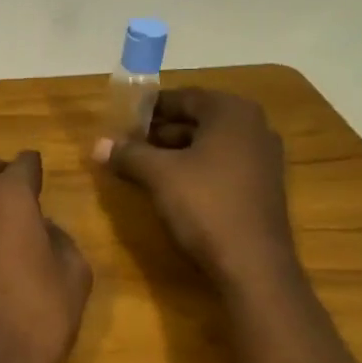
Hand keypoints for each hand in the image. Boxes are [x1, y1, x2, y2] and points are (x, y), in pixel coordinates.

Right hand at [93, 88, 297, 289]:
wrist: (254, 265)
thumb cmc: (206, 206)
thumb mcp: (159, 176)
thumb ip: (128, 154)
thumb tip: (98, 144)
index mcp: (231, 112)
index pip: (182, 97)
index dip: (148, 109)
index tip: (122, 122)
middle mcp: (254, 126)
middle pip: (197, 120)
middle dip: (160, 131)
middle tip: (128, 145)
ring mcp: (263, 158)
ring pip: (209, 144)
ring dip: (176, 152)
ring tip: (142, 167)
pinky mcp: (262, 187)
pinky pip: (222, 165)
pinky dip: (196, 169)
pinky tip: (171, 187)